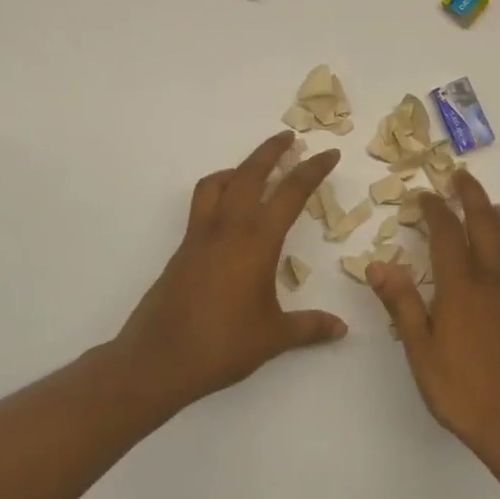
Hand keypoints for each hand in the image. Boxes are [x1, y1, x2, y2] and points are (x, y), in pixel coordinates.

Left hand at [114, 132, 347, 407]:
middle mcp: (227, 228)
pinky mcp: (183, 250)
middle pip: (249, 173)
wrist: (157, 360)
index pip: (290, 193)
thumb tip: (342, 329)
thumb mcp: (274, 337)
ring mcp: (200, 237)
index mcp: (256, 241)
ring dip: (238, 169)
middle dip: (271, 150)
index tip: (329, 153)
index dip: (313, 170)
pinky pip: (202, 205)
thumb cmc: (222, 345)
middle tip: (289, 138)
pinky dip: (219, 193)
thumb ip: (310, 327)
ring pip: (217, 184)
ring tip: (255, 173)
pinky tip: (230, 218)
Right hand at [366, 169, 499, 464]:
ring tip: (488, 203)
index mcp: (461, 287)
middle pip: (485, 224)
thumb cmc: (463, 391)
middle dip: (471, 196)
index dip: (434, 210)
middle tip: (460, 176)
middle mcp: (492, 280)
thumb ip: (402, 304)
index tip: (424, 194)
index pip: (447, 234)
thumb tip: (377, 265)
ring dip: (497, 214)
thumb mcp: (421, 351)